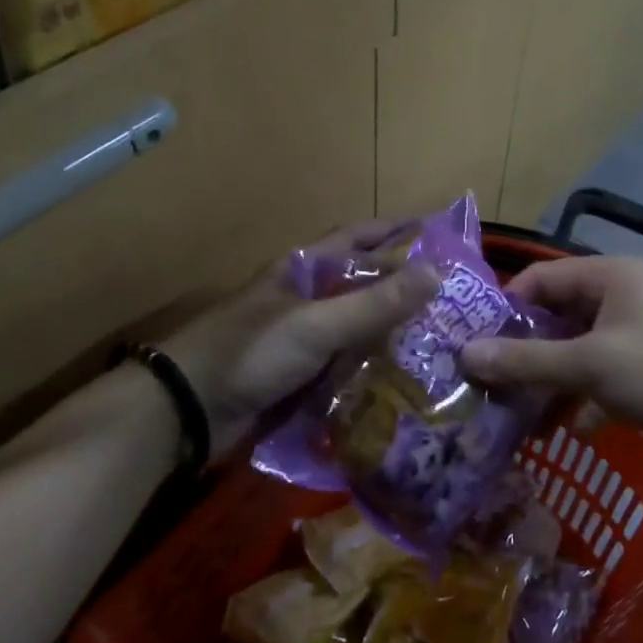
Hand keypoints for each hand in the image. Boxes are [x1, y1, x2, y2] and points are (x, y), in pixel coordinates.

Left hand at [161, 222, 438, 453]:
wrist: (187, 411)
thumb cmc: (251, 352)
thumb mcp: (316, 324)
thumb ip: (374, 304)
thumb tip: (436, 273)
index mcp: (302, 271)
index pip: (355, 238)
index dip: (393, 231)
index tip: (437, 233)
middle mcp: (304, 300)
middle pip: (361, 287)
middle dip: (402, 291)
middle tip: (456, 301)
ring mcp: (300, 342)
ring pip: (356, 331)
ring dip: (391, 336)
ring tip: (444, 345)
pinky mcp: (298, 379)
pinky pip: (344, 370)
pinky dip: (371, 374)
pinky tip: (406, 385)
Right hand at [459, 256, 642, 465]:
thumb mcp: (591, 366)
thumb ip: (527, 361)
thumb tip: (466, 355)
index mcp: (609, 277)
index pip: (539, 279)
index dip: (505, 310)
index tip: (478, 347)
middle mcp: (624, 295)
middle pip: (558, 315)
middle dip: (527, 351)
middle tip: (493, 383)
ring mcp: (642, 330)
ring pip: (580, 348)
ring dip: (553, 378)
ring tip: (522, 411)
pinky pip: (606, 373)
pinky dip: (587, 395)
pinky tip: (575, 428)